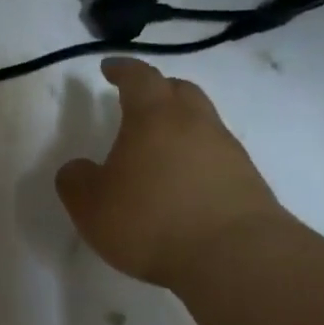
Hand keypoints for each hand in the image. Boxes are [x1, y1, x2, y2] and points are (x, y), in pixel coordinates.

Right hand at [56, 58, 287, 288]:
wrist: (235, 257)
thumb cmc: (151, 220)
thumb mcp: (91, 205)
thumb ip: (75, 181)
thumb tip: (78, 168)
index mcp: (153, 117)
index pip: (138, 77)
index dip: (122, 69)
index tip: (109, 67)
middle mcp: (195, 123)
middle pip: (179, 90)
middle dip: (157, 89)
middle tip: (138, 99)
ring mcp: (227, 150)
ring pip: (202, 121)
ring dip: (180, 124)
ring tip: (159, 147)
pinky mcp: (247, 181)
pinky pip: (216, 155)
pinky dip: (196, 157)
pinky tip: (183, 182)